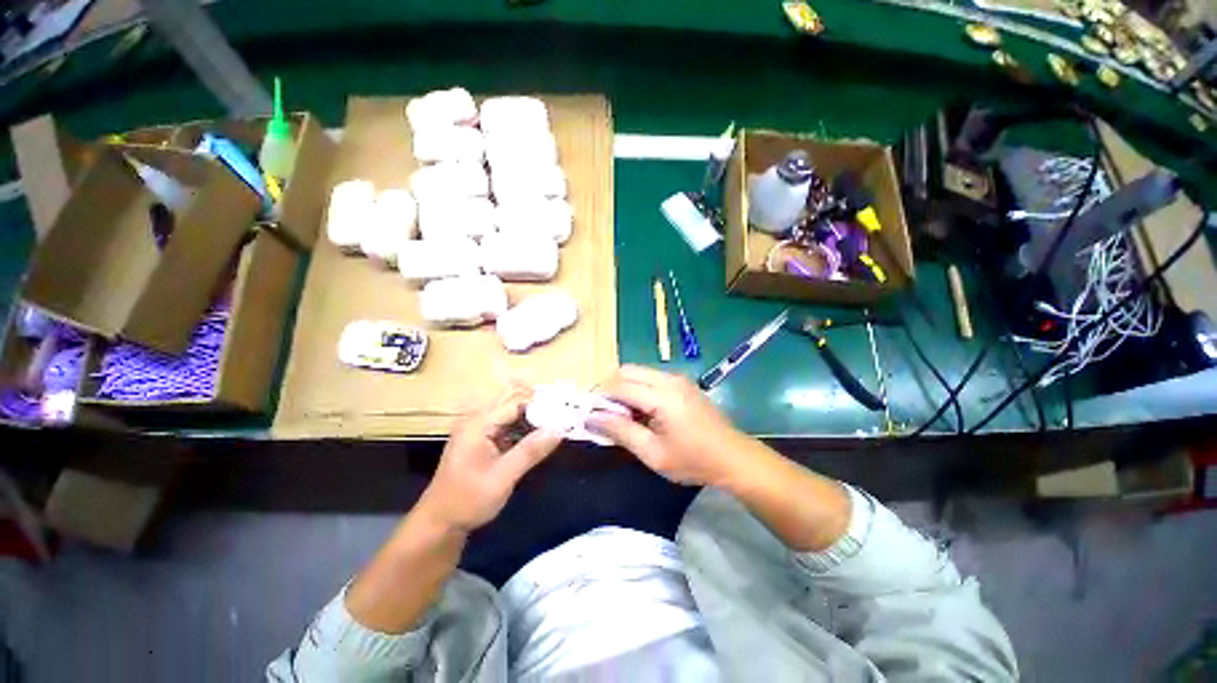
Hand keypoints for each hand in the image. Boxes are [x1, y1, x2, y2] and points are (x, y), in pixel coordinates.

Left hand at [415, 385, 562, 531]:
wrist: (439, 524)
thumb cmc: (468, 499)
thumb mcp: (503, 476)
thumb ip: (531, 451)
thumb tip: (559, 429)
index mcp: (479, 423)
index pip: (516, 403)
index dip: (541, 406)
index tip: (564, 413)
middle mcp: (477, 420)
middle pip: (514, 405)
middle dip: (538, 410)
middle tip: (563, 417)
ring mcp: (478, 431)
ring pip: (512, 416)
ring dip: (533, 421)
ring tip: (556, 427)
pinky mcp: (482, 441)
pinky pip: (507, 428)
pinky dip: (523, 431)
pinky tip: (539, 439)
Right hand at [588, 365, 754, 485]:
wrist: (733, 457)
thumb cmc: (694, 460)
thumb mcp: (653, 454)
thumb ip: (621, 432)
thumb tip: (591, 418)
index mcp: (663, 397)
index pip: (620, 386)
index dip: (600, 397)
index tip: (589, 414)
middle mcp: (669, 379)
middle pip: (627, 371)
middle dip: (610, 388)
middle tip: (605, 414)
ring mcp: (677, 378)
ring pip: (638, 372)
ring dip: (624, 388)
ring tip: (623, 415)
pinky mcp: (682, 382)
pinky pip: (650, 377)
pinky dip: (638, 388)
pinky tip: (642, 411)